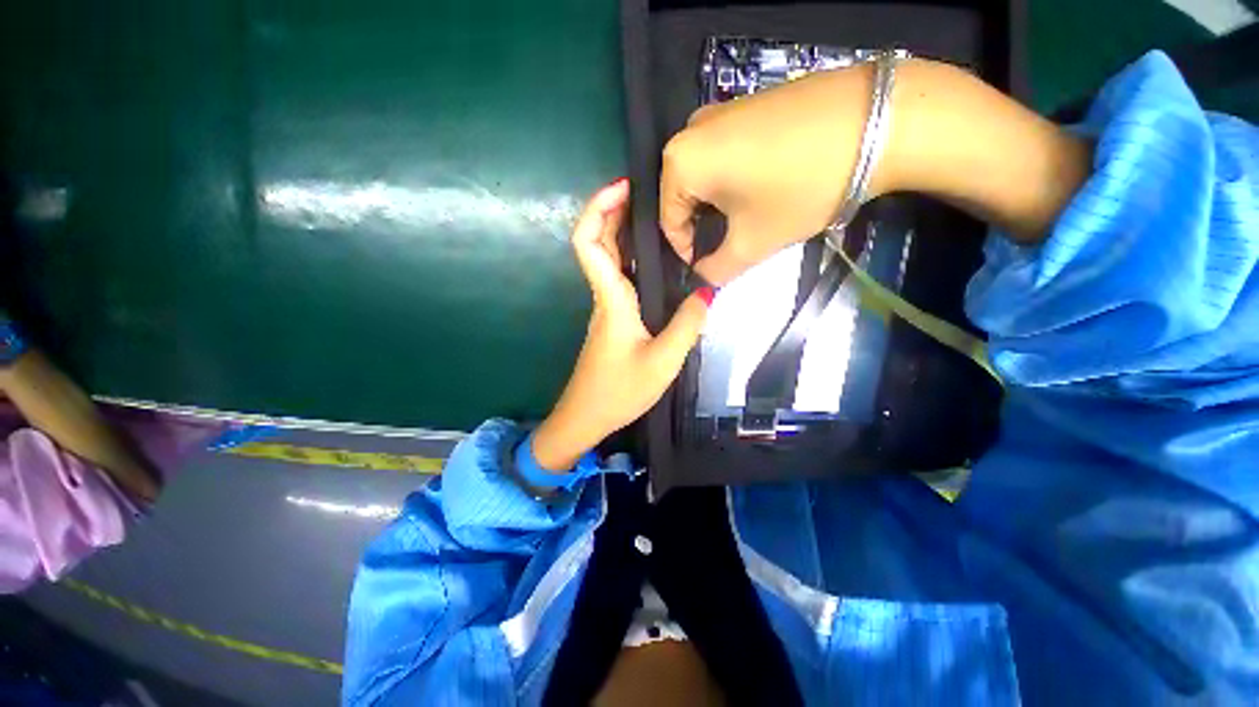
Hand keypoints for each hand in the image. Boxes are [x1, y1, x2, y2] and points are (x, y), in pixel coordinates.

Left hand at [531, 179, 712, 471]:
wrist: (587, 416)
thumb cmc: (619, 391)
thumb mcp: (663, 361)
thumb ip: (688, 325)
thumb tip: (706, 291)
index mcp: (611, 299)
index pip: (588, 243)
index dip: (598, 208)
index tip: (623, 187)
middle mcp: (605, 296)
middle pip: (598, 242)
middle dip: (614, 209)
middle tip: (648, 192)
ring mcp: (607, 307)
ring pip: (609, 259)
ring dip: (623, 231)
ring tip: (658, 216)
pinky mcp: (613, 319)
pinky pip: (619, 277)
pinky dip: (632, 257)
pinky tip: (658, 259)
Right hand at [660, 59, 1091, 284]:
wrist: (874, 120)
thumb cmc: (800, 187)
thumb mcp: (752, 243)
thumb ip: (716, 270)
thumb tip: (702, 278)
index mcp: (680, 163)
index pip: (668, 221)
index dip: (684, 250)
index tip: (705, 267)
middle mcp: (688, 132)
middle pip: (682, 197)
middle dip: (700, 227)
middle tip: (725, 246)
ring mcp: (717, 113)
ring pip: (701, 177)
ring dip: (715, 206)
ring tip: (741, 221)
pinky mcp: (743, 105)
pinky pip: (720, 155)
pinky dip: (728, 180)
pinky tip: (755, 190)